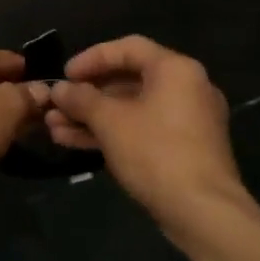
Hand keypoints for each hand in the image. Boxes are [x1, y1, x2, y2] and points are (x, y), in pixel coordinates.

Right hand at [46, 36, 253, 229]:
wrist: (203, 212)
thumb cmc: (156, 153)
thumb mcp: (110, 122)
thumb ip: (81, 99)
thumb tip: (59, 89)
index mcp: (175, 69)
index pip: (128, 48)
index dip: (91, 58)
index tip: (64, 75)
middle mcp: (187, 87)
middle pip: (129, 80)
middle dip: (87, 95)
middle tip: (56, 106)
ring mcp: (188, 121)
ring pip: (132, 109)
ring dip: (93, 117)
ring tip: (55, 129)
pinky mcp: (184, 149)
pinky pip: (143, 130)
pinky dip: (113, 133)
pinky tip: (77, 143)